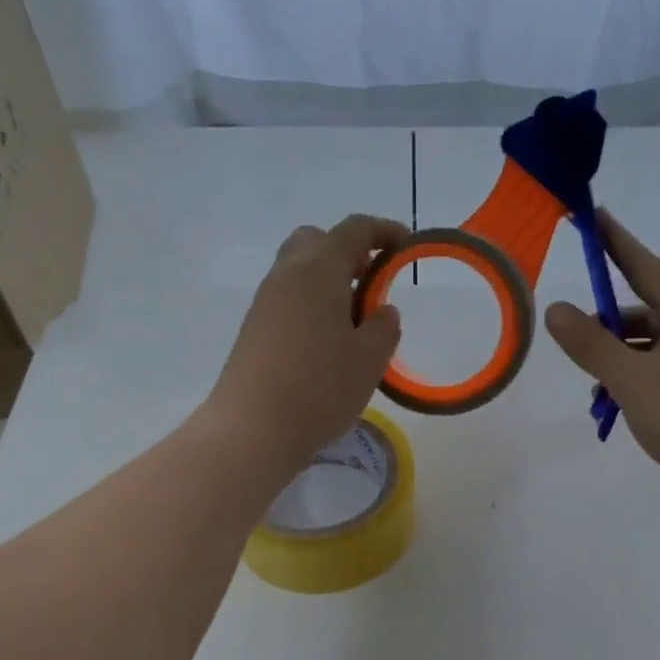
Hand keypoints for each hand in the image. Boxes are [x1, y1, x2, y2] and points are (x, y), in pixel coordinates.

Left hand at [206, 214, 405, 471]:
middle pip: (317, 241)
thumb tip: (381, 310)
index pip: (354, 230)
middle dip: (348, 252)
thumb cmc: (321, 388)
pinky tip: (328, 342)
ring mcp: (265, 302)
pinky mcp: (254, 329)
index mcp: (319, 269)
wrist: (253, 429)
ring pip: (299, 271)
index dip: (384, 231)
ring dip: (329, 282)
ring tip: (355, 320)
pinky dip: (312, 305)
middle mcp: (287, 274)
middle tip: (373, 283)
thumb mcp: (370, 359)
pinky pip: (288, 299)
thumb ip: (383, 327)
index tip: (407, 245)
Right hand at [545, 213, 659, 525]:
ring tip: (592, 386)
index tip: (594, 217)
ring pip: (646, 349)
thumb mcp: (631, 376)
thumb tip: (555, 309)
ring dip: (615, 361)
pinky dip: (630, 384)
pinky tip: (611, 407)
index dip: (617, 243)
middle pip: (642, 311)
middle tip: (572, 335)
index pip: (644, 267)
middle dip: (606, 324)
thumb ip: (590, 344)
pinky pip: (654, 376)